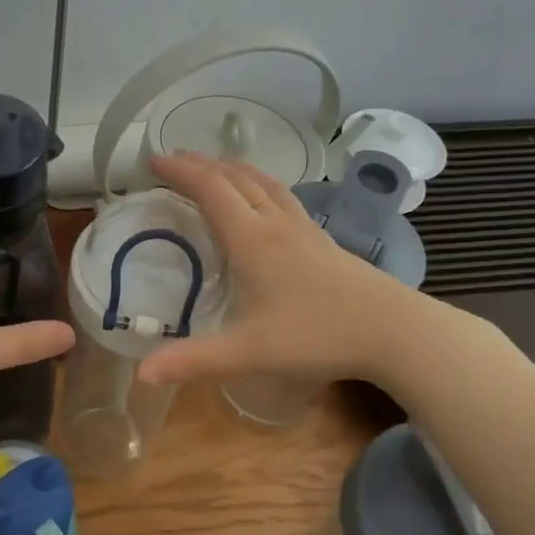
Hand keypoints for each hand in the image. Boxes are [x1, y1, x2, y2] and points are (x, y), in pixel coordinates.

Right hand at [138, 153, 440, 389]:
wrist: (394, 330)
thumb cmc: (318, 335)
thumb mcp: (249, 352)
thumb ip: (194, 361)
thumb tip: (141, 373)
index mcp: (253, 240)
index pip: (211, 190)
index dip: (181, 171)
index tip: (154, 161)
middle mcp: (277, 224)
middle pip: (236, 179)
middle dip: (202, 165)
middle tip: (174, 161)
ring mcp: (305, 230)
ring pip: (265, 184)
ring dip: (234, 170)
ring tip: (215, 168)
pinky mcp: (324, 241)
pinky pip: (284, 199)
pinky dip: (261, 187)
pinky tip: (265, 203)